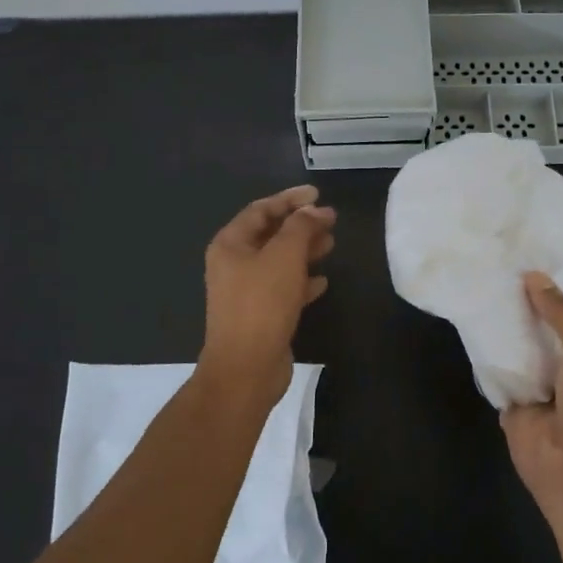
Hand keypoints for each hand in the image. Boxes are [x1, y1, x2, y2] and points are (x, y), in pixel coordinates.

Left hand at [198, 185, 335, 406]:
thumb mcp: (284, 256)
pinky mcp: (260, 314)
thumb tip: (314, 211)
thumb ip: (300, 227)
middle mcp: (234, 264)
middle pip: (270, 234)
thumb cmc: (262, 304)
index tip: (318, 194)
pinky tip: (322, 281)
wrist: (246, 368)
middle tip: (331, 220)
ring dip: (304, 250)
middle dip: (301, 225)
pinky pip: (283, 288)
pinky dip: (302, 280)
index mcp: (230, 244)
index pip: (261, 209)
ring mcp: (246, 291)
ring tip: (332, 244)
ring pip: (279, 261)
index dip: (290, 199)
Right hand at [502, 273, 562, 549]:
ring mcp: (535, 378)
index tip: (533, 246)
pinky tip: (466, 313)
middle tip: (496, 253)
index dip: (557, 281)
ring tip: (477, 273)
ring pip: (515, 340)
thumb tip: (534, 277)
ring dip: (501, 317)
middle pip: (541, 320)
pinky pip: (494, 365)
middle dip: (524, 295)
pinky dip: (482, 346)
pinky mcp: (509, 397)